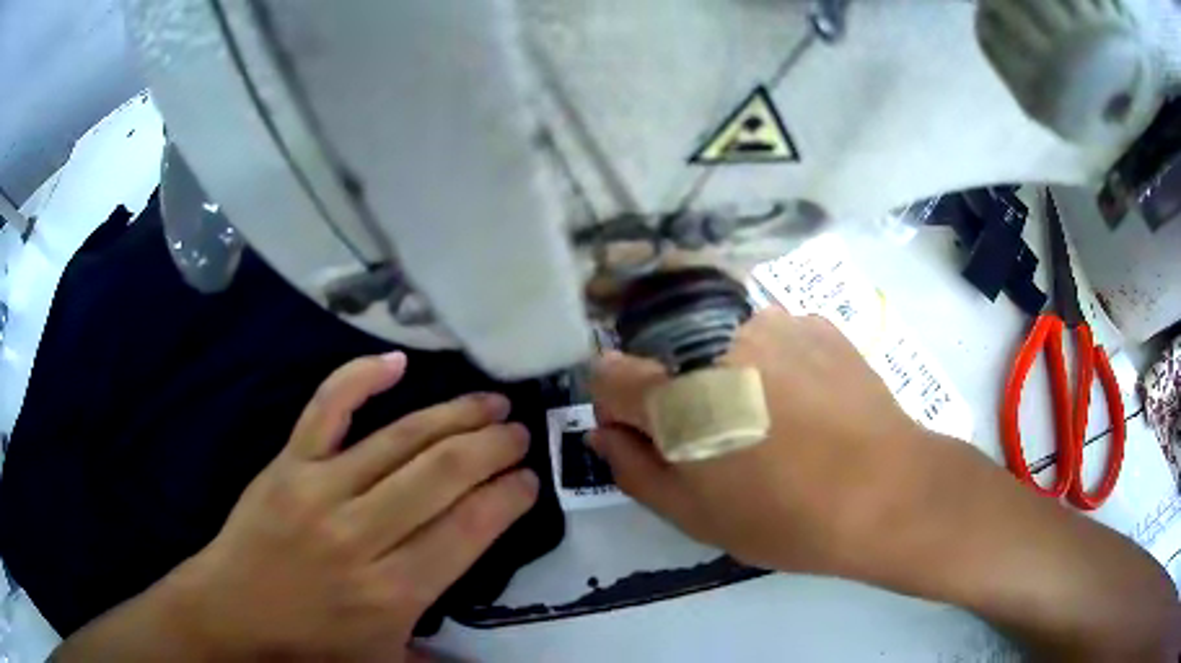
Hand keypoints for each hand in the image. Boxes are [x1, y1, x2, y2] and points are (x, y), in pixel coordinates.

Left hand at [168, 352, 538, 659]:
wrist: (232, 613)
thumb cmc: (312, 645)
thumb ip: (443, 659)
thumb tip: (494, 660)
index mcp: (393, 592)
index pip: (468, 529)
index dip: (506, 498)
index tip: (527, 481)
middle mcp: (361, 535)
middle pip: (442, 475)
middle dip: (492, 448)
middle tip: (518, 434)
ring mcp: (320, 490)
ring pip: (399, 439)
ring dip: (454, 415)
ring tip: (490, 402)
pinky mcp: (288, 464)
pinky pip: (326, 408)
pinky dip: (360, 378)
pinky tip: (396, 361)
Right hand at [589, 308, 928, 575]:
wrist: (887, 492)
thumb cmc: (784, 518)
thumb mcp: (694, 516)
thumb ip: (634, 470)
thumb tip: (605, 432)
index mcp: (677, 396)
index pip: (608, 375)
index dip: (619, 407)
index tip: (649, 435)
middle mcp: (715, 342)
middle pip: (667, 359)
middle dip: (679, 395)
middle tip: (723, 440)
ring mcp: (772, 323)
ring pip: (722, 346)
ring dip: (731, 376)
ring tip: (778, 422)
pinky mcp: (815, 321)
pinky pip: (774, 339)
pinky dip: (777, 365)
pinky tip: (811, 404)